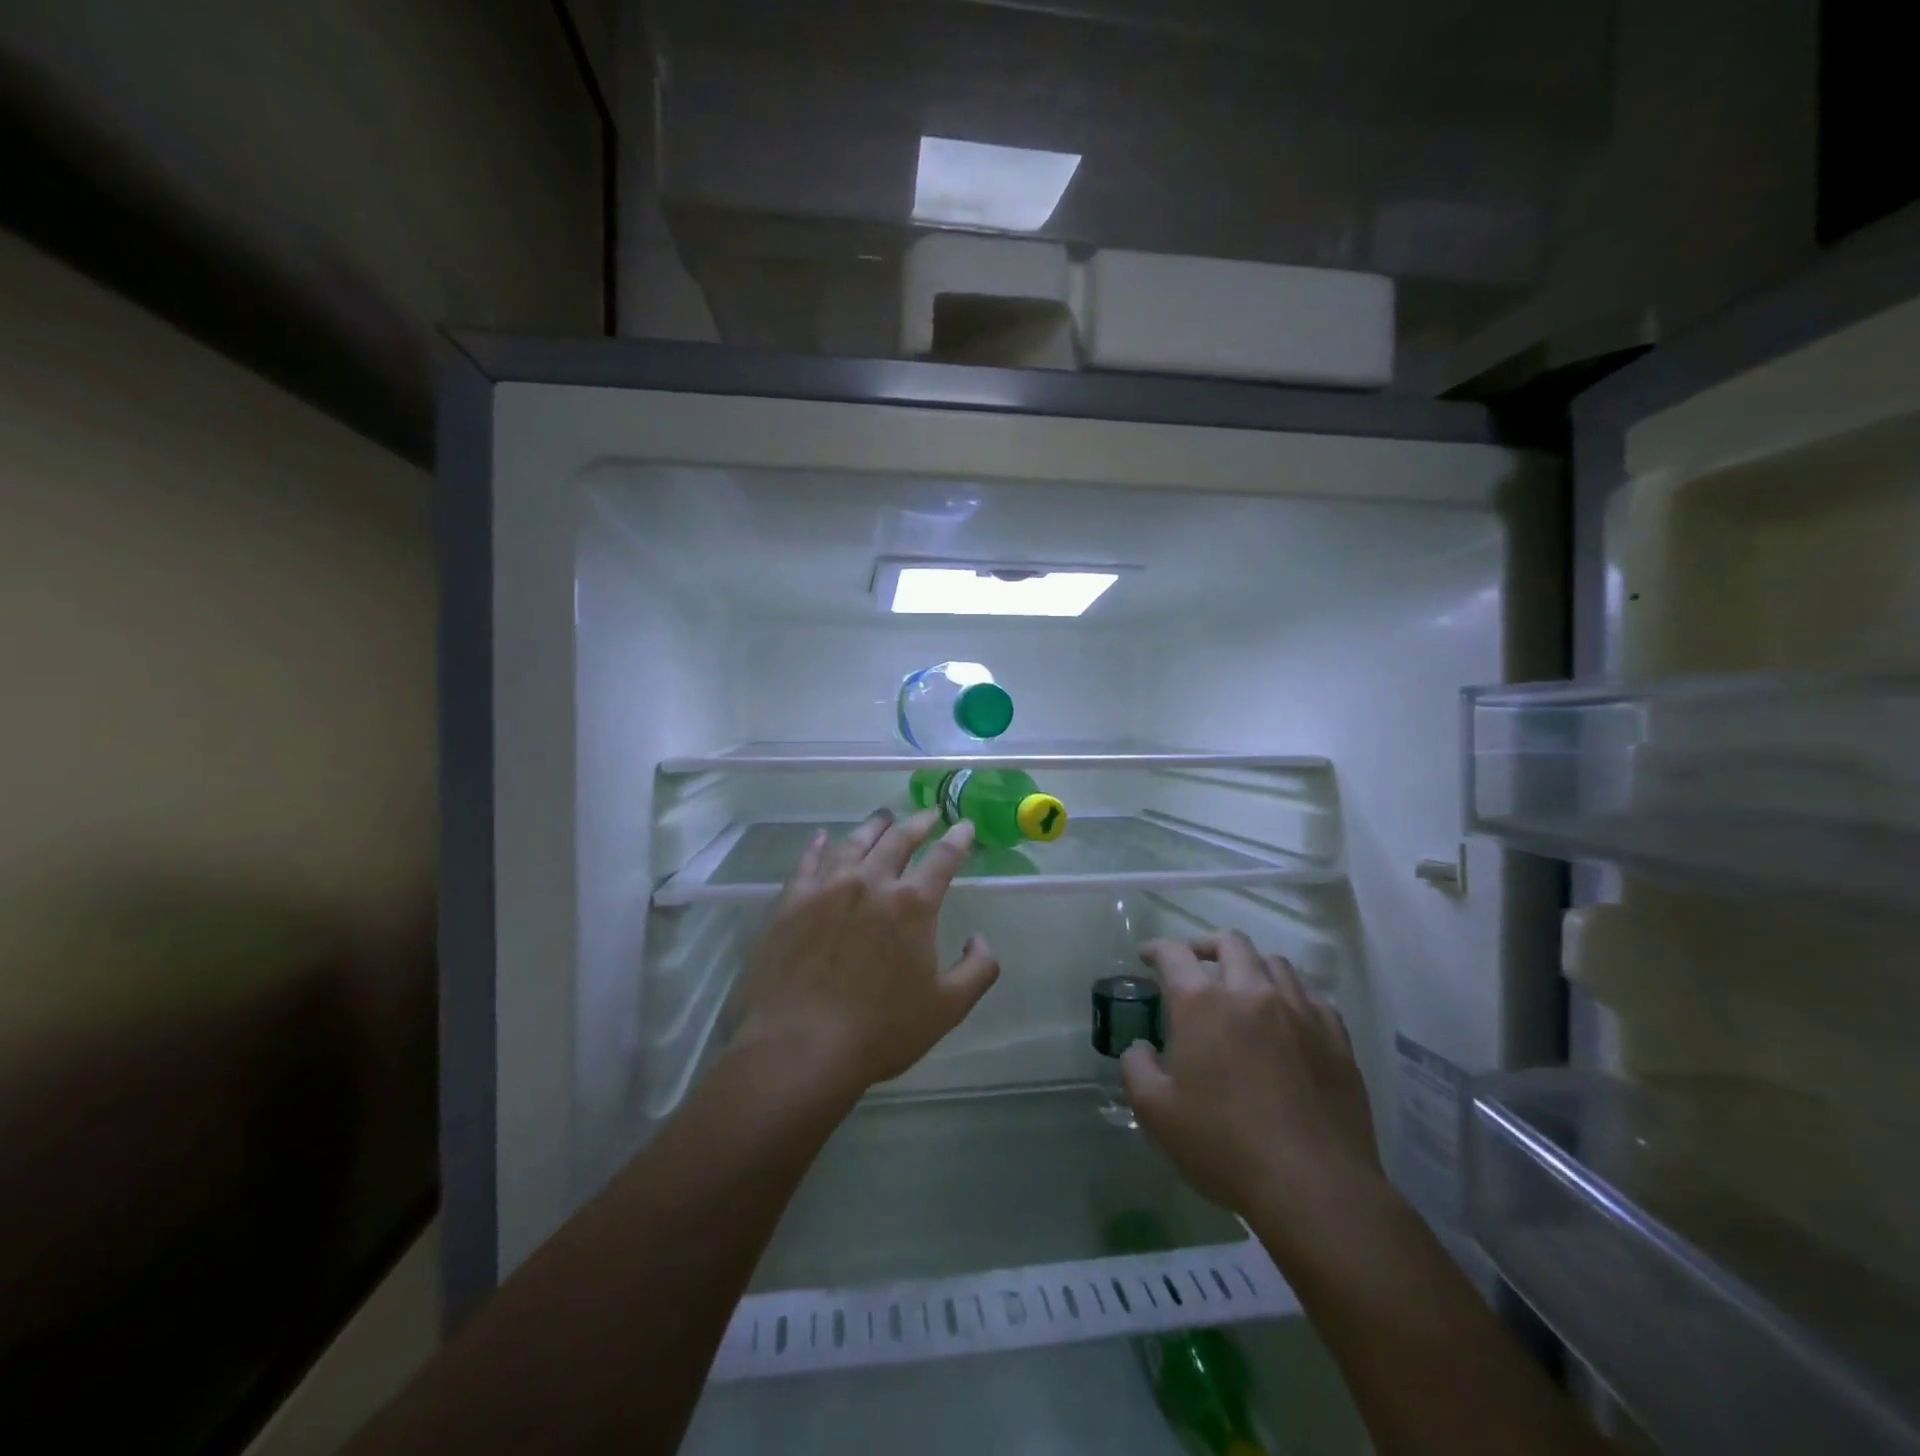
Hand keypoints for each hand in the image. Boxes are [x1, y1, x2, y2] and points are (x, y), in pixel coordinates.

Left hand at [725, 808, 1000, 1105]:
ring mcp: (827, 887)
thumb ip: (978, 969)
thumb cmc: (879, 1031)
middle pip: (899, 839)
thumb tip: (980, 938)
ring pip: (854, 842)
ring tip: (883, 817)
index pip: (943, 858)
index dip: (958, 839)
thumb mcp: (947, 1008)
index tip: (965, 825)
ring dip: (873, 826)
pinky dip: (818, 845)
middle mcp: (871, 882)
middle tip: (929, 814)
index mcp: (912, 904)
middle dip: (919, 823)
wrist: (798, 1047)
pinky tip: (821, 837)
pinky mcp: (791, 901)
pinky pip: (807, 861)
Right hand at [1122, 931, 1386, 1252]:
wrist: (1315, 1186)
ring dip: (1250, 965)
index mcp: (1202, 1003)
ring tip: (1242, 986)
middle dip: (1206, 945)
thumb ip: (1137, 1069)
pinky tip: (1286, 1017)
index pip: (1174, 954)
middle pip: (1230, 943)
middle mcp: (1250, 992)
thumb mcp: (1156, 1113)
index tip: (1147, 954)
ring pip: (1274, 962)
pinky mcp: (1335, 1036)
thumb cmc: (1224, 1146)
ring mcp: (1299, 1010)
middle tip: (1195, 961)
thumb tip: (1139, 1048)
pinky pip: (1311, 996)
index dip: (1156, 948)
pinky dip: (1290, 994)